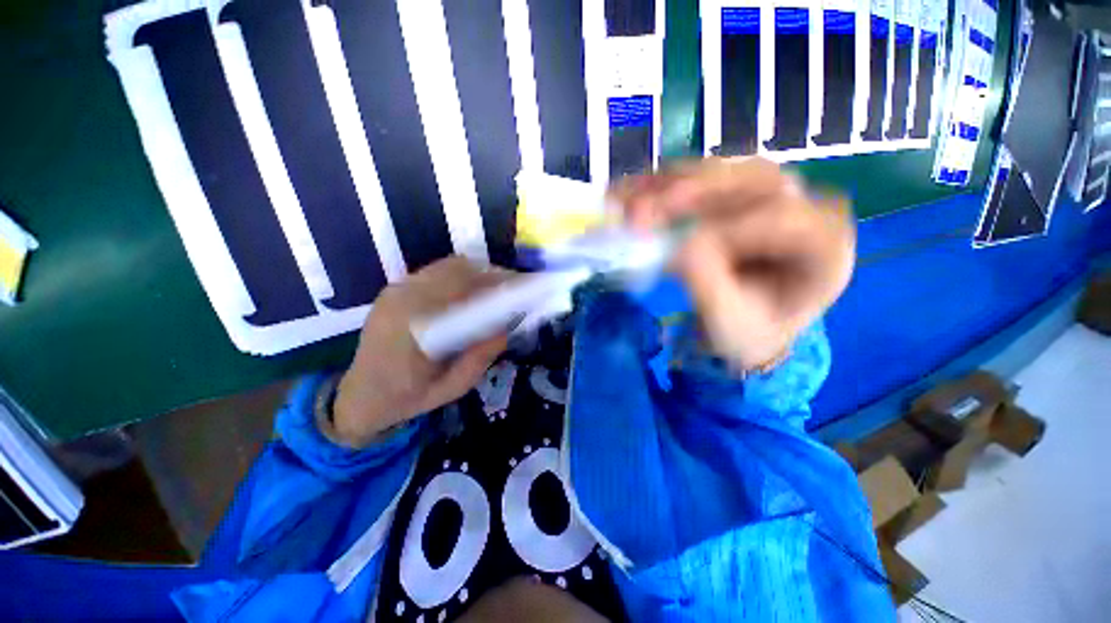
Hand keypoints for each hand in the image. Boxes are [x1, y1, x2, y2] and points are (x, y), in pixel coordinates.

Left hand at [332, 257, 512, 447]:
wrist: (361, 396)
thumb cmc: (408, 397)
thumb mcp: (453, 386)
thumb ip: (481, 356)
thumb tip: (508, 326)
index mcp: (414, 324)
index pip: (461, 288)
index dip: (494, 283)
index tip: (518, 288)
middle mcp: (402, 298)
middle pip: (457, 268)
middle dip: (490, 275)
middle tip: (511, 290)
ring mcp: (396, 290)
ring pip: (447, 266)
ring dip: (476, 274)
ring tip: (495, 292)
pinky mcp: (395, 289)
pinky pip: (435, 273)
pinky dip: (460, 277)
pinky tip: (470, 296)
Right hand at [611, 157, 855, 369]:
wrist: (746, 326)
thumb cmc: (746, 331)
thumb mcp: (730, 322)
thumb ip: (709, 285)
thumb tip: (679, 247)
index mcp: (824, 246)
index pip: (786, 219)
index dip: (729, 228)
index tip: (678, 249)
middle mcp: (804, 207)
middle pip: (753, 179)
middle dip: (689, 193)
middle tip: (640, 212)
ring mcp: (769, 194)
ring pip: (721, 170)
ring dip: (667, 185)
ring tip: (625, 201)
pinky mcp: (735, 193)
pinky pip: (697, 179)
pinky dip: (659, 186)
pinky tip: (628, 193)